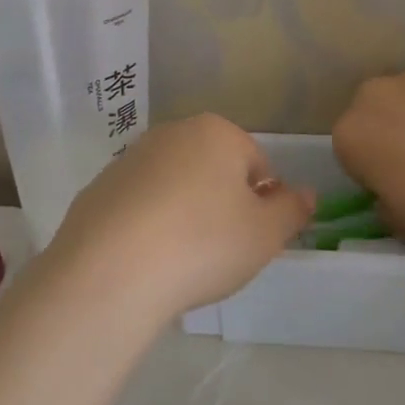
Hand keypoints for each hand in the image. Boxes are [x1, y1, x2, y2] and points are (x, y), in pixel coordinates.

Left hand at [46, 114, 312, 326]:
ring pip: (173, 186)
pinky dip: (146, 227)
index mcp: (217, 133)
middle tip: (220, 251)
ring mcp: (129, 159)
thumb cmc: (203, 244)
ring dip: (183, 214)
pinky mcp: (97, 189)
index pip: (257, 164)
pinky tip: (145, 261)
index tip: (252, 238)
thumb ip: (292, 210)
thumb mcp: (265, 234)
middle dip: (221, 204)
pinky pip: (137, 206)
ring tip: (180, 261)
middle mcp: (171, 133)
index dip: (262, 203)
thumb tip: (307, 194)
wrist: (110, 271)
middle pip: (212, 169)